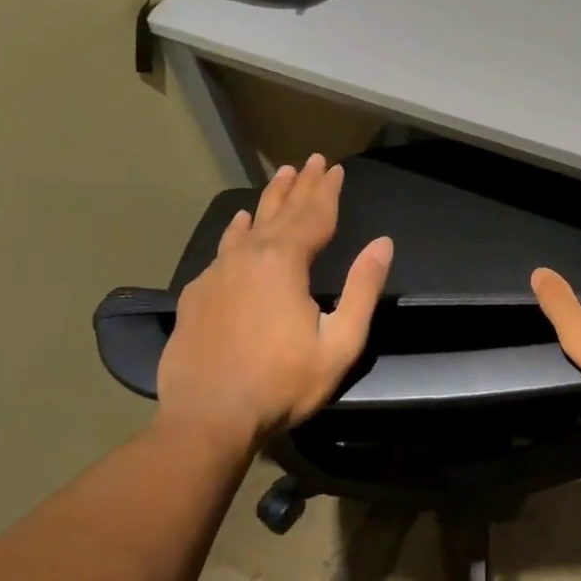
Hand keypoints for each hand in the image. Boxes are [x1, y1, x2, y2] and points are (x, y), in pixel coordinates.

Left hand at [156, 155, 392, 453]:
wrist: (207, 418)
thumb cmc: (282, 383)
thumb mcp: (339, 342)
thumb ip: (362, 289)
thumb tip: (382, 244)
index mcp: (285, 263)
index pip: (314, 216)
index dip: (328, 191)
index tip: (336, 168)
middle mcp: (249, 256)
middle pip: (282, 212)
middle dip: (301, 186)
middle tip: (312, 161)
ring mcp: (218, 273)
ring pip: (249, 225)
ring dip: (270, 200)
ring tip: (282, 176)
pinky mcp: (197, 293)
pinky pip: (223, 248)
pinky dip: (237, 230)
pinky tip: (238, 222)